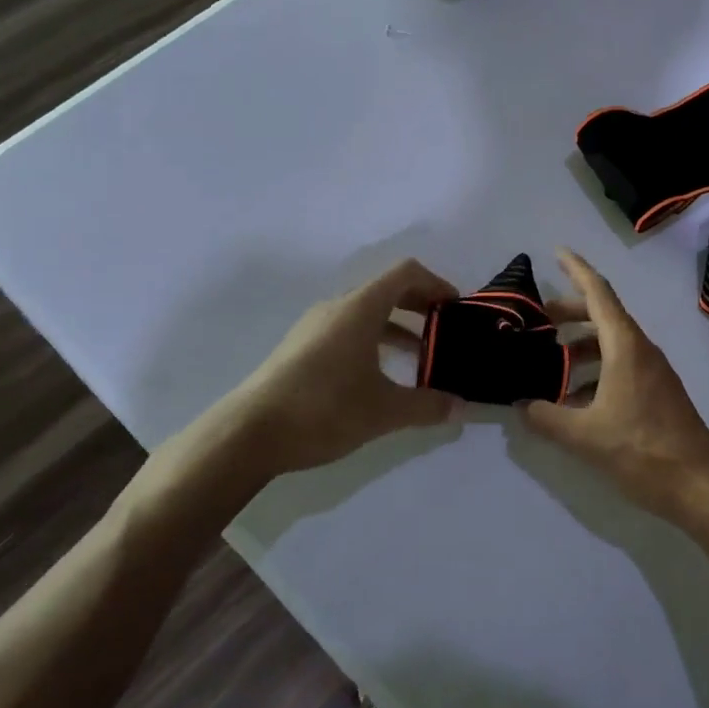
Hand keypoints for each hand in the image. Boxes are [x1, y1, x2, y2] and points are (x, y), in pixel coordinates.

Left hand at [236, 258, 464, 475]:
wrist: (247, 434)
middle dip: (420, 305)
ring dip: (396, 325)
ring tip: (418, 356)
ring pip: (366, 312)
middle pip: (387, 289)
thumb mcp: (384, 411)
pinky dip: (372, 339)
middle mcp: (337, 307)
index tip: (455, 309)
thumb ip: (427, 406)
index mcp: (360, 307)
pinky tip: (378, 375)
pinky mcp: (300, 348)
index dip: (436, 284)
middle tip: (444, 331)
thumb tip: (461, 407)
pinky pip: (346, 329)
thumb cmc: (323, 409)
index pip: (406, 273)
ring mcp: (314, 326)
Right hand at [523, 249, 708, 530]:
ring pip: (612, 343)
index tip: (557, 252)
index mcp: (625, 346)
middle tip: (538, 320)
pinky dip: (595, 369)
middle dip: (570, 312)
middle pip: (604, 315)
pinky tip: (575, 398)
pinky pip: (621, 365)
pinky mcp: (657, 392)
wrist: (700, 485)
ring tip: (550, 362)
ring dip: (581, 345)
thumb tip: (521, 405)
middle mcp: (641, 349)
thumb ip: (547, 418)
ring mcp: (652, 371)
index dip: (577, 269)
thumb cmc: (642, 451)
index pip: (598, 293)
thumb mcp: (585, 436)